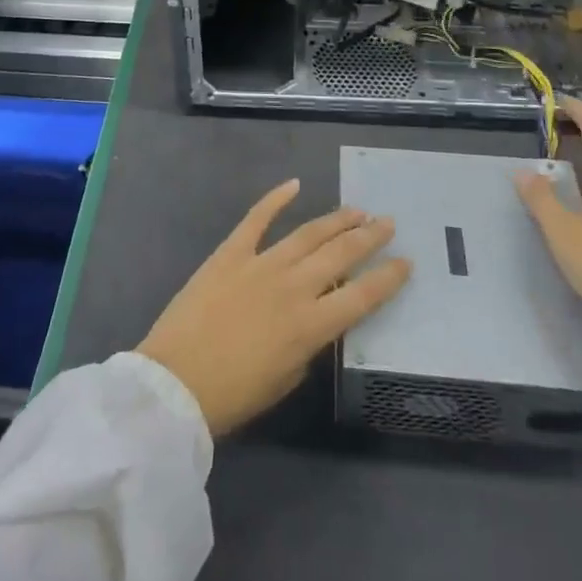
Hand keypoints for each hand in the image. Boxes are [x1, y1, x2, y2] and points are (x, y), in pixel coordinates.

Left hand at [137, 180, 411, 436]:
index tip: (406, 262)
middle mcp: (293, 287)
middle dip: (368, 237)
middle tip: (387, 222)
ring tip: (356, 209)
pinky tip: (294, 185)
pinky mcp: (231, 252)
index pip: (362, 296)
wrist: (175, 381)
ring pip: (307, 233)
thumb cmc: (233, 395)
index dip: (388, 278)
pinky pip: (256, 218)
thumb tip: (316, 320)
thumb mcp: (285, 380)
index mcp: (310, 326)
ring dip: (335, 220)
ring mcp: (261, 264)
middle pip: (340, 255)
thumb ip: (308, 346)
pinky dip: (275, 199)